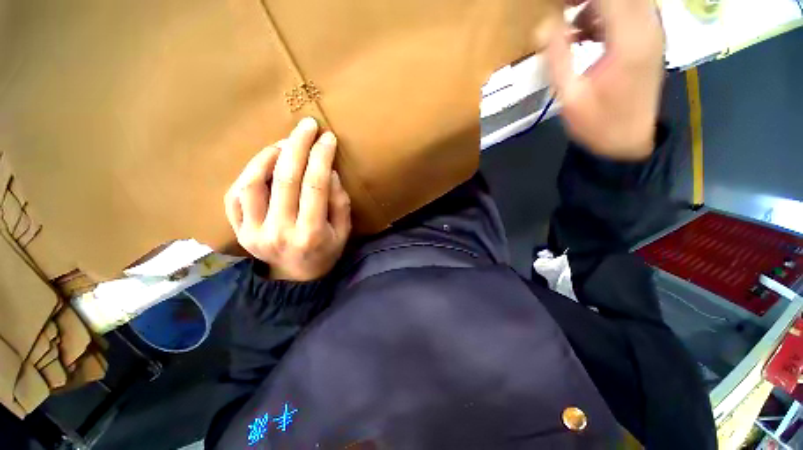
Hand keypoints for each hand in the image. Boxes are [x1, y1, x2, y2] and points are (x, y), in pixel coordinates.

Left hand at [224, 118, 351, 280]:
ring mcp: (253, 232)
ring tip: (283, 143)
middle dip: (297, 145)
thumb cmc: (325, 252)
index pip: (314, 186)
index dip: (321, 157)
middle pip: (285, 179)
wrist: (295, 278)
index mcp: (311, 233)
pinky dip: (247, 174)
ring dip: (268, 156)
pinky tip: (263, 164)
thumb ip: (339, 203)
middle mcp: (279, 231)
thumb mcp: (343, 232)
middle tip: (306, 126)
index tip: (327, 137)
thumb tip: (328, 172)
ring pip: (253, 183)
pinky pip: (234, 196)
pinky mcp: (238, 231)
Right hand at [545, 0, 664, 159]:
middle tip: (563, 9)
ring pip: (628, 0)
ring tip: (569, 20)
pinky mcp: (648, 39)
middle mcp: (647, 28)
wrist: (629, 140)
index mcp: (629, 41)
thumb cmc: (597, 124)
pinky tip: (584, 31)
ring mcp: (651, 32)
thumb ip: (558, 58)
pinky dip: (605, 12)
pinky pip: (629, 10)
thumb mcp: (570, 96)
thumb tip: (544, 24)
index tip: (558, 4)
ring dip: (597, 4)